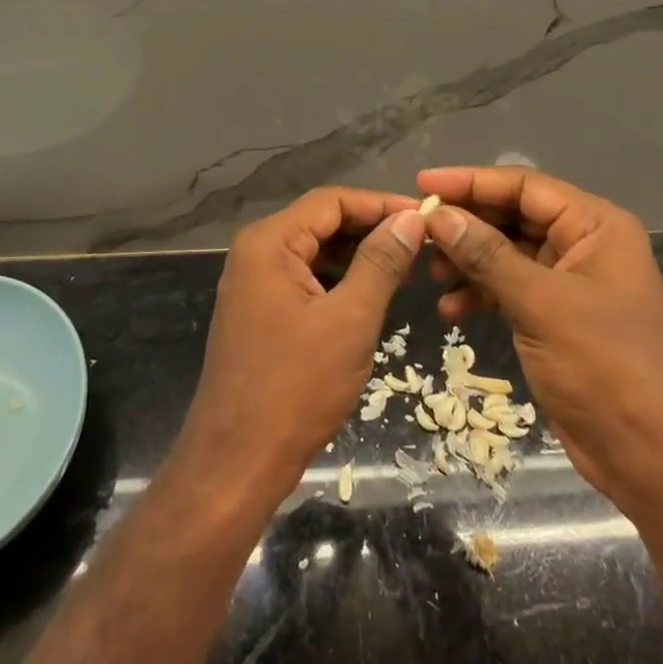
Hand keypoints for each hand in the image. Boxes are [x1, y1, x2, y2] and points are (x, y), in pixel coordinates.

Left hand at [175, 188, 425, 506]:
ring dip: (359, 256)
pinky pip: (306, 279)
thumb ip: (381, 262)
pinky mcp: (261, 311)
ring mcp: (255, 283)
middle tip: (422, 244)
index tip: (426, 217)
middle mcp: (257, 252)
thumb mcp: (350, 320)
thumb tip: (411, 218)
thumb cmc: (295, 387)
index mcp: (269, 242)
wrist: (236, 462)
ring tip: (407, 268)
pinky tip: (373, 295)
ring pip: (316, 252)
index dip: (380, 204)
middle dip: (371, 230)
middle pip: (322, 222)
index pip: (332, 201)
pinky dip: (340, 281)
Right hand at [417, 166, 662, 499]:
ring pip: (507, 254)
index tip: (422, 185)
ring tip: (429, 275)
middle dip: (466, 225)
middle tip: (417, 233)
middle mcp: (584, 245)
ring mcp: (571, 283)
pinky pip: (511, 290)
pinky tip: (452, 311)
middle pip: (513, 217)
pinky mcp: (558, 318)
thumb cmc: (606, 367)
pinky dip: (481, 295)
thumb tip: (437, 215)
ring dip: (468, 262)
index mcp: (594, 226)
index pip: (524, 187)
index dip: (471, 182)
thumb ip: (486, 255)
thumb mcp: (541, 304)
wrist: (655, 458)